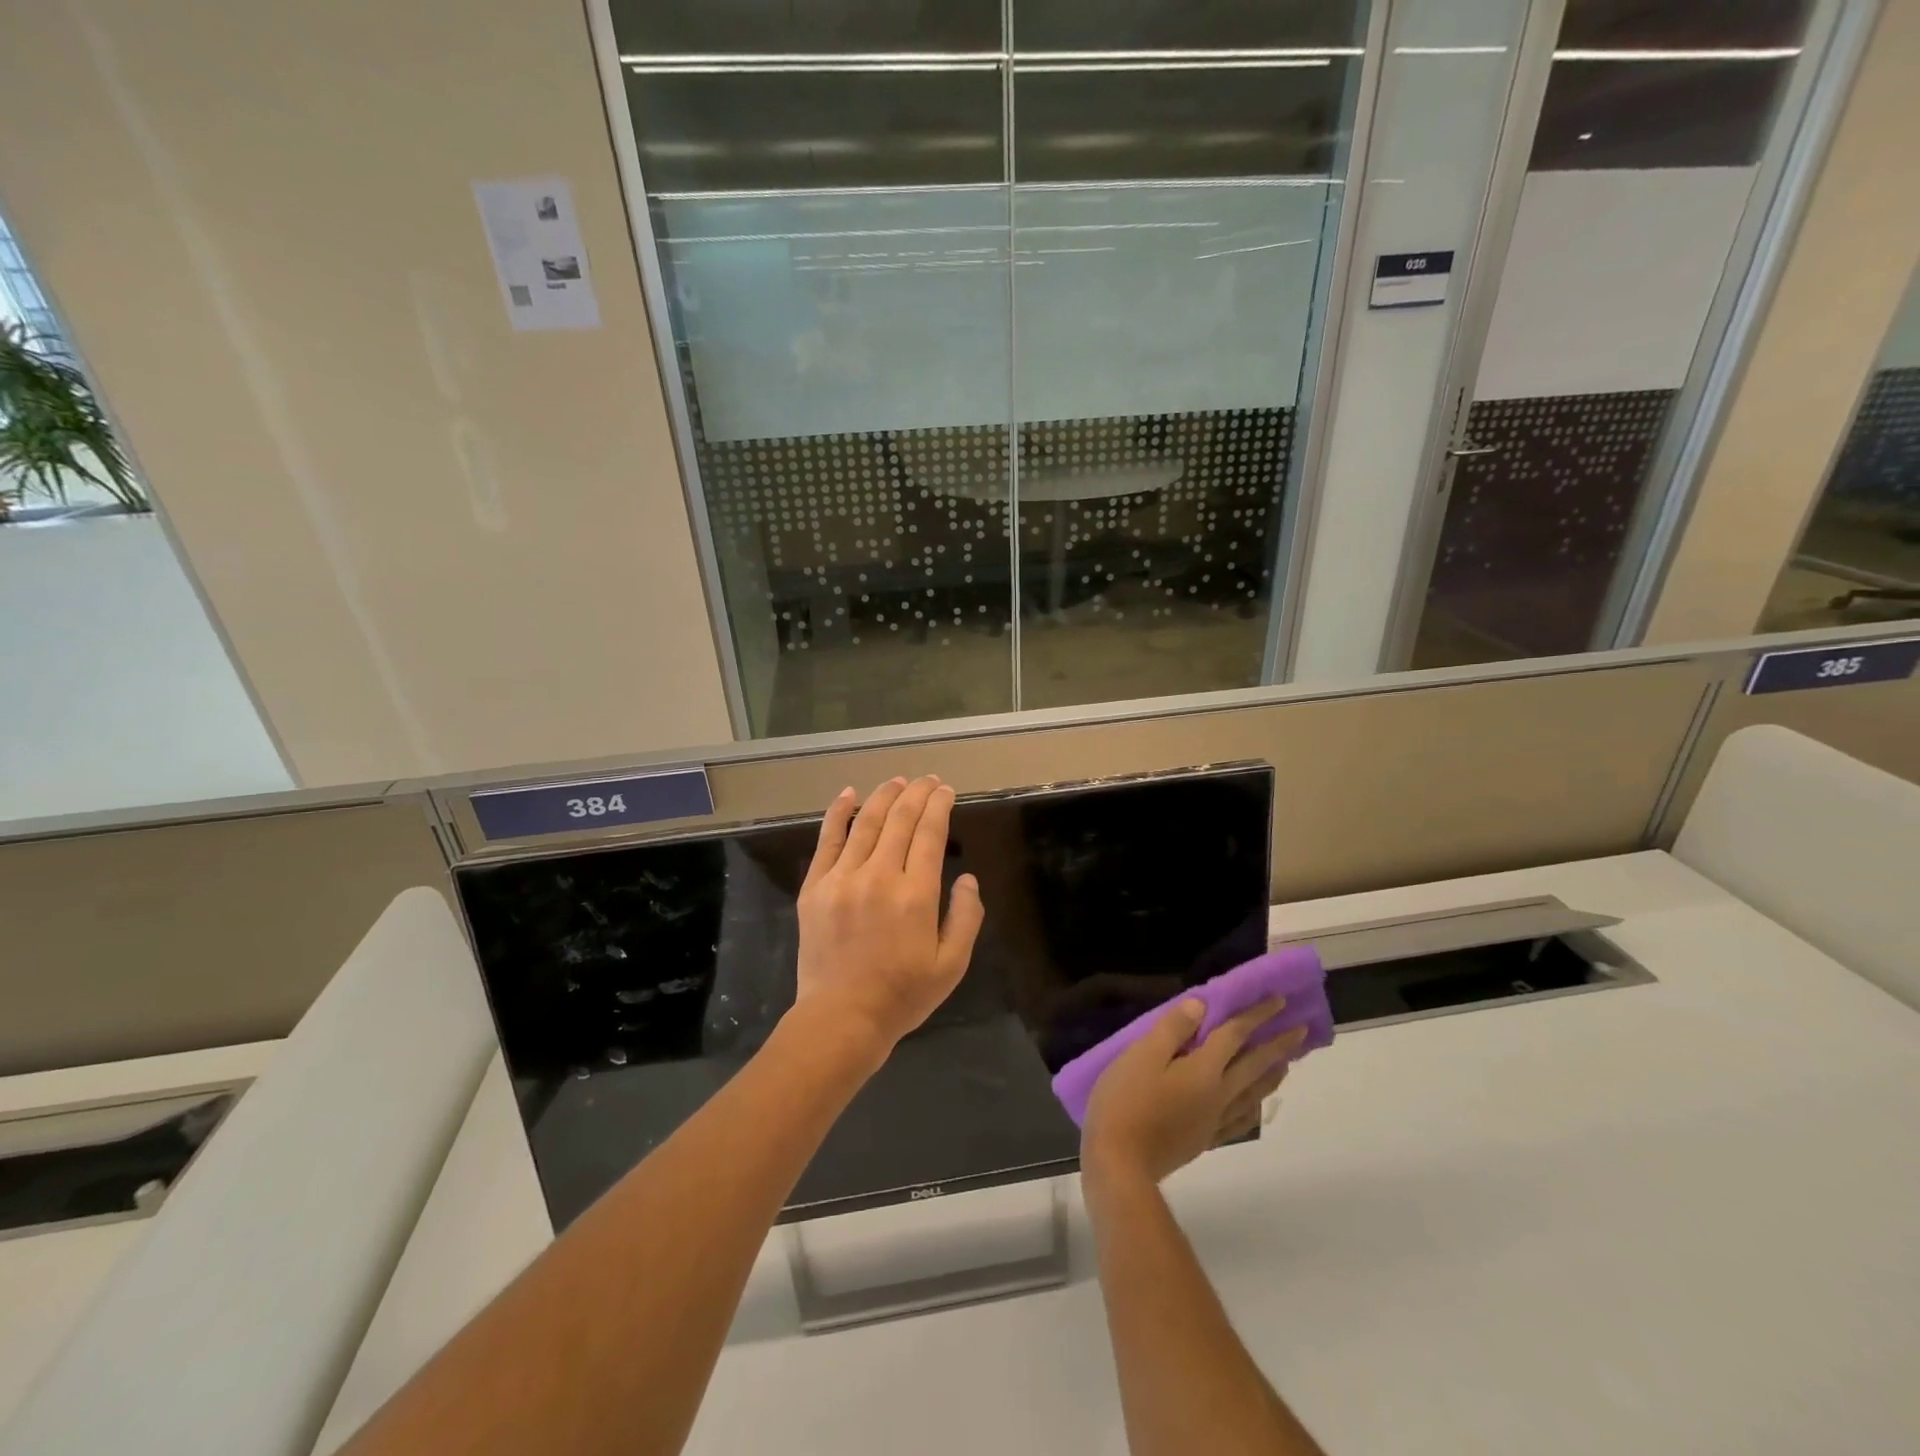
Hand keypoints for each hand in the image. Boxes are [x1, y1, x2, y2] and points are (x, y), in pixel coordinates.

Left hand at [792, 776, 984, 1058]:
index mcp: (916, 894)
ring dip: (884, 796)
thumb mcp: (952, 965)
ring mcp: (842, 878)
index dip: (939, 805)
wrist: (841, 1019)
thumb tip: (967, 878)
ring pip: (866, 822)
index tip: (945, 790)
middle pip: (900, 820)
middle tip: (928, 780)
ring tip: (898, 781)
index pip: (930, 833)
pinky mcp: (815, 887)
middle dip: (917, 793)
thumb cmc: (903, 996)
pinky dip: (838, 813)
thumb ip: (966, 917)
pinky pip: (827, 840)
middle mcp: (879, 876)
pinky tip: (849, 794)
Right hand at [1082, 996, 1304, 1189]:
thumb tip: (1202, 1005)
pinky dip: (1254, 1107)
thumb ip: (1173, 1029)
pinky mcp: (1204, 1139)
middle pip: (1254, 1065)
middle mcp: (1218, 1094)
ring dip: (1272, 1075)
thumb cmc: (1126, 1101)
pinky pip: (1240, 1120)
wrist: (1120, 1163)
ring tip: (1286, 1063)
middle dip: (1278, 1045)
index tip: (1279, 1000)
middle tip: (1301, 1031)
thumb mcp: (1141, 1055)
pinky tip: (1255, 1106)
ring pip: (1252, 1093)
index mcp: (1203, 1070)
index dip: (1256, 1015)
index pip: (1235, 1035)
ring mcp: (1213, 1120)